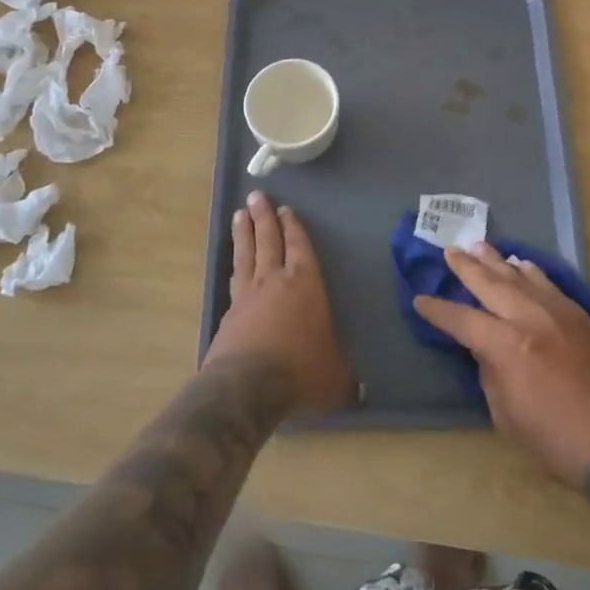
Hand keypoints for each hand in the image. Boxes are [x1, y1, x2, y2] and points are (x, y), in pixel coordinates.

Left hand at [204, 191, 356, 416]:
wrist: (247, 386)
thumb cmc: (300, 370)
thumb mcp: (334, 377)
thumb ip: (346, 380)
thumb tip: (361, 393)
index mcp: (305, 283)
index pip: (300, 246)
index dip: (293, 227)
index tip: (286, 210)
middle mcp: (274, 280)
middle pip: (268, 239)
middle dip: (264, 216)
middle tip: (257, 196)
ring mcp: (247, 294)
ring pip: (246, 253)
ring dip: (243, 232)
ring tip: (239, 214)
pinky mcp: (228, 313)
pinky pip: (233, 279)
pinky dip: (233, 265)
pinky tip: (232, 263)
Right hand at [413, 243, 589, 489]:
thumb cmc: (555, 441)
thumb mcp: (506, 415)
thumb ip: (490, 372)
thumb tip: (484, 346)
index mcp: (508, 347)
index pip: (463, 319)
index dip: (439, 310)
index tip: (421, 299)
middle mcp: (532, 319)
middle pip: (492, 283)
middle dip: (467, 267)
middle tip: (450, 250)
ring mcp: (561, 313)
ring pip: (523, 276)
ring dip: (499, 261)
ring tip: (480, 246)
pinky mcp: (583, 317)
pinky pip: (552, 286)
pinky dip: (533, 273)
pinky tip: (523, 265)